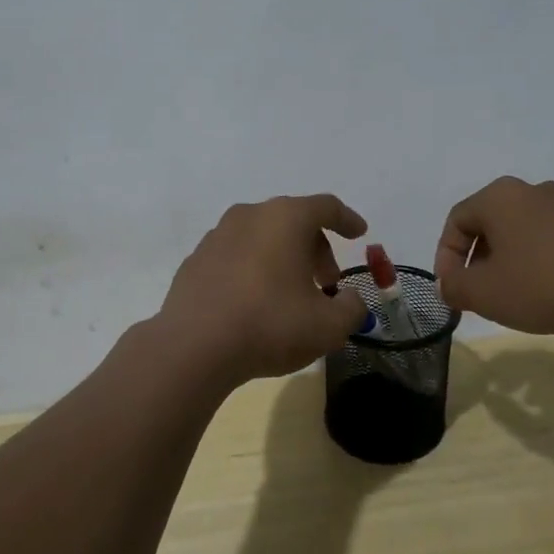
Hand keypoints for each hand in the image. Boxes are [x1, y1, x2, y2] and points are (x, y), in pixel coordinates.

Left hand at [157, 194, 371, 387]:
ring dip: (283, 258)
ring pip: (262, 237)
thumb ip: (350, 308)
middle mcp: (250, 215)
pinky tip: (255, 302)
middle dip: (316, 249)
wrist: (193, 347)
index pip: (326, 207)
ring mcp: (217, 235)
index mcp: (285, 218)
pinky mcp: (195, 260)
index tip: (359, 234)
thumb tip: (349, 300)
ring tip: (291, 295)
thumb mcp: (328, 326)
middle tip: (327, 283)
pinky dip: (253, 269)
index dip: (347, 220)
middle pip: (293, 221)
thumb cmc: (270, 325)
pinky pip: (236, 256)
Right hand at [433, 176, 553, 338]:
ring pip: (519, 233)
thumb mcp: (485, 293)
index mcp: (498, 197)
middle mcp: (530, 191)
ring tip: (512, 298)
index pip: (456, 221)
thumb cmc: (545, 282)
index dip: (446, 258)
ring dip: (507, 263)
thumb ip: (455, 287)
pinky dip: (537, 263)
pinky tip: (547, 292)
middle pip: (488, 225)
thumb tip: (448, 284)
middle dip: (476, 262)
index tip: (452, 291)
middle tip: (478, 295)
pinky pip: (549, 240)